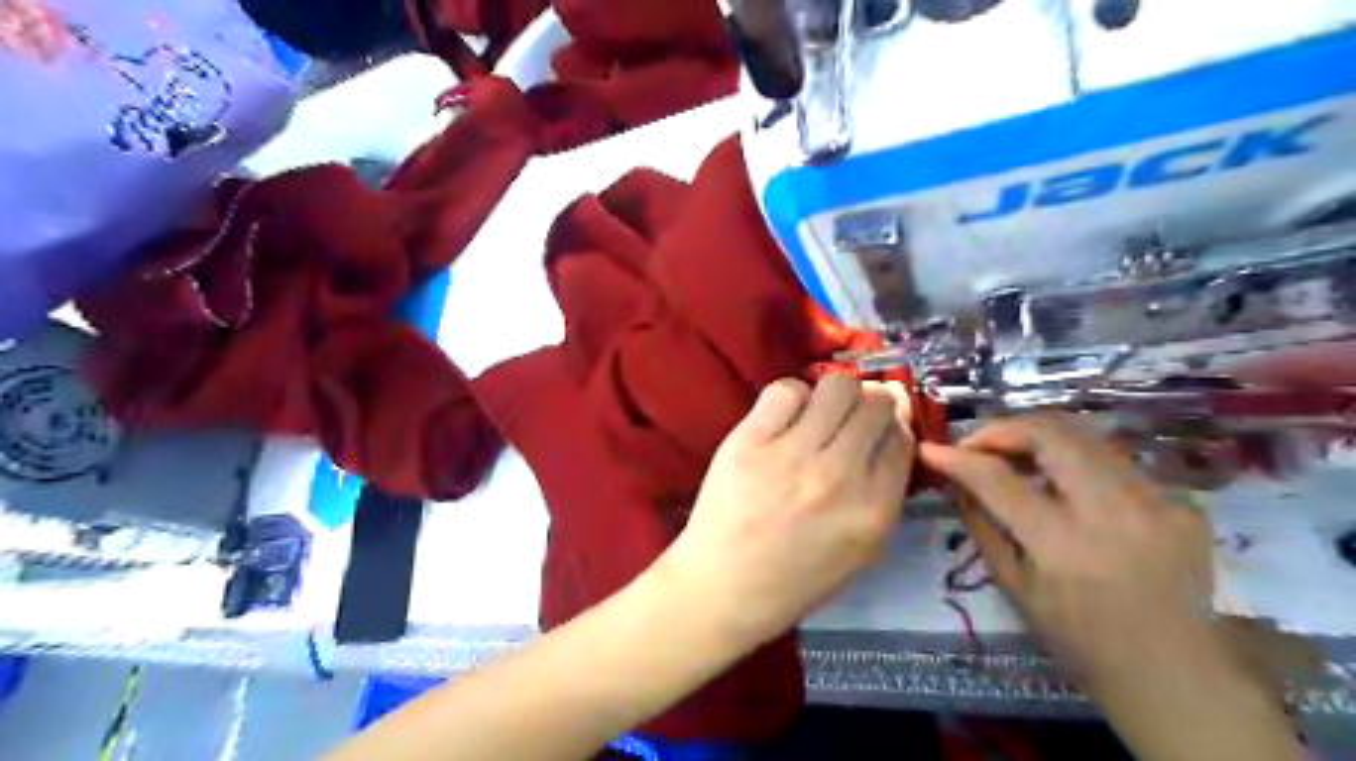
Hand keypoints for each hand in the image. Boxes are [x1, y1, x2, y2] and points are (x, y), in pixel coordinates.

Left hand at [652, 374, 915, 647]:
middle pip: (874, 404)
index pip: (901, 439)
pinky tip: (782, 417)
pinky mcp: (749, 441)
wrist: (723, 588)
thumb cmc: (796, 578)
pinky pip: (785, 390)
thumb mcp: (861, 549)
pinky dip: (791, 396)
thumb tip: (892, 429)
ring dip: (833, 394)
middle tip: (847, 418)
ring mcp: (792, 455)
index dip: (892, 427)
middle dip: (868, 405)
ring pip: (836, 386)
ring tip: (816, 415)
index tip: (877, 428)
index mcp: (874, 510)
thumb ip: (883, 491)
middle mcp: (839, 476)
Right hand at [921, 414, 1219, 685]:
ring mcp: (1157, 501)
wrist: (1175, 676)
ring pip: (1085, 436)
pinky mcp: (1181, 501)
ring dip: (1039, 438)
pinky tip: (1065, 486)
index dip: (958, 457)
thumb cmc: (1078, 640)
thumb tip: (955, 479)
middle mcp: (1114, 511)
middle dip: (1002, 428)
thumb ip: (981, 524)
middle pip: (1051, 434)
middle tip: (977, 444)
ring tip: (1014, 457)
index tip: (932, 449)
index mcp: (1064, 545)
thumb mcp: (1013, 587)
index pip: (998, 478)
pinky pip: (1114, 462)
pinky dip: (1076, 463)